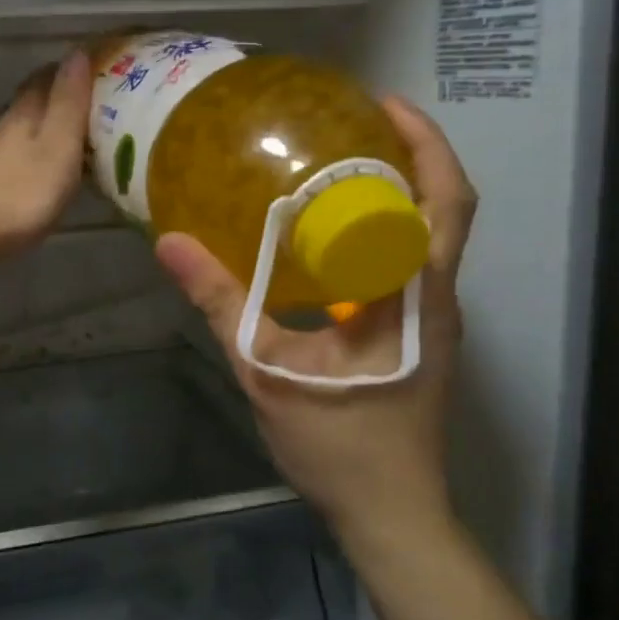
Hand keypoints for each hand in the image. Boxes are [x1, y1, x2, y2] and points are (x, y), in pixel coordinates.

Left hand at [0, 50, 94, 264]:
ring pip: (27, 125)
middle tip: (100, 104)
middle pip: (36, 97)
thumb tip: (78, 52)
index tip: (104, 70)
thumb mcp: (58, 146)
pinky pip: (20, 151)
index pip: (50, 74)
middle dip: (65, 95)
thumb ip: (69, 102)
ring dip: (52, 124)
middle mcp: (6, 122)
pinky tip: (49, 167)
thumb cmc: (20, 192)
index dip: (75, 69)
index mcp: (26, 110)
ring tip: (82, 136)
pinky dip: (39, 150)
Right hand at [153, 96, 477, 548]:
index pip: (447, 201)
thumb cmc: (339, 443)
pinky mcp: (422, 339)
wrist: (391, 514)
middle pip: (446, 208)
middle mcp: (437, 295)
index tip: (384, 105)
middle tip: (351, 129)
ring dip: (398, 196)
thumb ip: (221, 302)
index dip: (426, 143)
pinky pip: (412, 267)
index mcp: (413, 292)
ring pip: (430, 238)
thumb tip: (172, 244)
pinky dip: (383, 237)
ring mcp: (435, 319)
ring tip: (338, 172)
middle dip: (412, 158)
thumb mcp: (267, 369)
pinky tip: (331, 244)